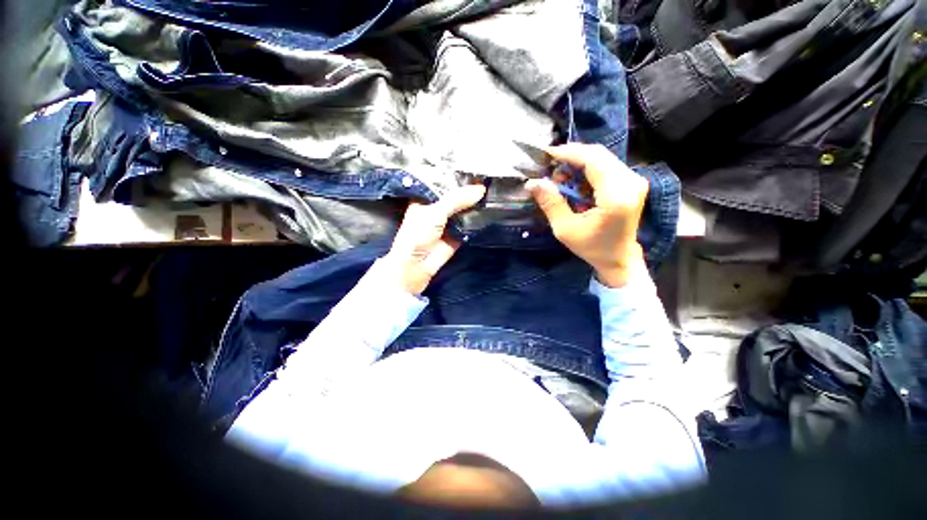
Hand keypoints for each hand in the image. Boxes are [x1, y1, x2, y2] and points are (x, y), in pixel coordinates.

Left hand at [386, 185, 486, 294]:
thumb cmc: (418, 234)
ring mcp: (449, 221)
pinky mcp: (458, 234)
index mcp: (426, 198)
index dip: (457, 176)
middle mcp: (438, 207)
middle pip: (456, 195)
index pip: (443, 182)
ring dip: (476, 203)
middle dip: (470, 190)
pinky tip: (491, 209)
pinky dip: (478, 219)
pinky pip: (470, 224)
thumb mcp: (435, 212)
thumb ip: (457, 200)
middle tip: (490, 177)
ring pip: (464, 209)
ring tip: (494, 190)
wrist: (416, 265)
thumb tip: (481, 189)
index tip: (475, 167)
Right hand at [526, 143, 647, 287]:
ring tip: (560, 179)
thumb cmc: (592, 248)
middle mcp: (631, 182)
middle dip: (572, 157)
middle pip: (599, 155)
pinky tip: (574, 182)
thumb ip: (550, 203)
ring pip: (603, 158)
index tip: (547, 154)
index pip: (593, 160)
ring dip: (579, 163)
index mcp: (616, 196)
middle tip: (551, 168)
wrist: (619, 259)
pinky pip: (608, 166)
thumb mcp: (565, 229)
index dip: (569, 153)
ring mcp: (635, 181)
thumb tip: (532, 183)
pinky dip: (588, 169)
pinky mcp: (633, 183)